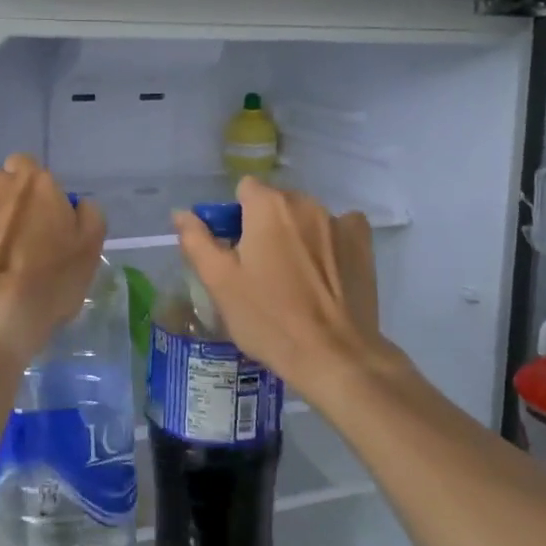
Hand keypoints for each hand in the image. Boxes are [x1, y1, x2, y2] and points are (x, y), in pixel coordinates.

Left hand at [0, 155, 106, 366]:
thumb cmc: (48, 279)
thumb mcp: (90, 249)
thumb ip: (88, 216)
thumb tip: (77, 206)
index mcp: (34, 182)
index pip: (29, 166)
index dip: (37, 190)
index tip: (46, 219)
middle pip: (4, 187)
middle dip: (12, 206)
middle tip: (26, 243)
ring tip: (0, 267)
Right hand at [173, 177, 391, 398]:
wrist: (334, 356)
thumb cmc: (269, 318)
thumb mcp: (220, 282)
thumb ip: (197, 240)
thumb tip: (182, 213)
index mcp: (268, 206)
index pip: (244, 190)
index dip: (235, 218)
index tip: (235, 252)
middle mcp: (305, 202)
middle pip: (275, 203)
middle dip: (265, 226)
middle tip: (260, 270)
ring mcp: (339, 221)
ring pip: (305, 217)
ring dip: (296, 234)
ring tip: (294, 279)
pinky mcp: (363, 243)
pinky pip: (340, 228)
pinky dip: (329, 242)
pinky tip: (326, 272)